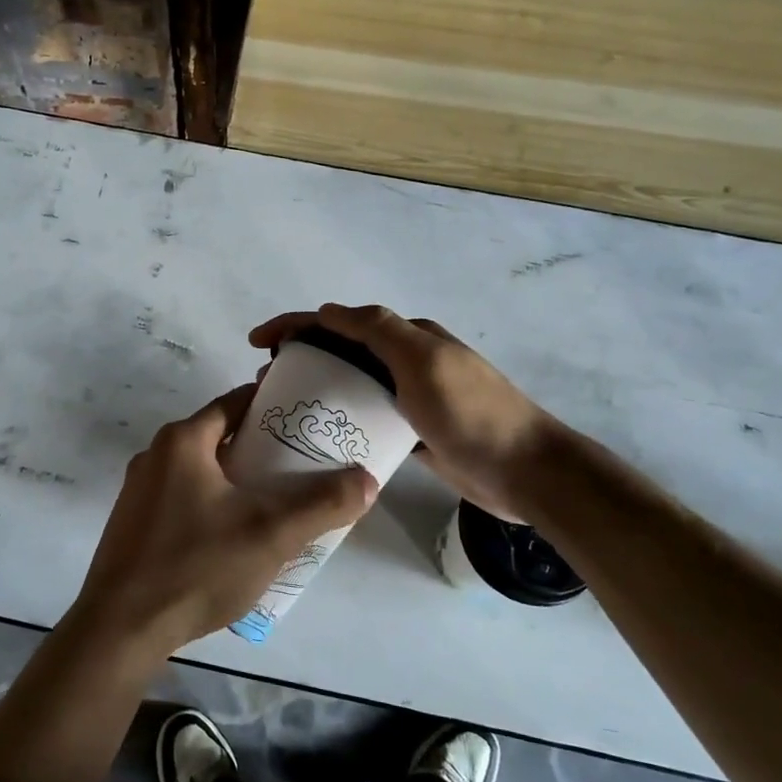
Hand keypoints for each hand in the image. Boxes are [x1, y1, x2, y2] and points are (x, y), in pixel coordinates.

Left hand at [70, 384, 377, 658]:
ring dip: (237, 478)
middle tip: (303, 465)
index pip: (236, 403)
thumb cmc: (196, 567)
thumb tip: (368, 479)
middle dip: (261, 447)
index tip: (308, 419)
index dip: (274, 406)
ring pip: (201, 470)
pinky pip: (183, 498)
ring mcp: (139, 491)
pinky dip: (213, 502)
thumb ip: (322, 505)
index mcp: (183, 441)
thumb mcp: (270, 535)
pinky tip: (236, 535)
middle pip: (219, 436)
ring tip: (277, 500)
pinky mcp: (133, 524)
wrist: (120, 629)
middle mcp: (156, 455)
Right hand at [249, 303, 561, 523]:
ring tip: (282, 410)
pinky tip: (319, 438)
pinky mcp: (412, 433)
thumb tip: (328, 310)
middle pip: (342, 352)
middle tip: (264, 383)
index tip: (257, 341)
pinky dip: (341, 422)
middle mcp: (407, 361)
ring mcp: (410, 398)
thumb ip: (378, 330)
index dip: (296, 325)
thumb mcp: (424, 360)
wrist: (524, 470)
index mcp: (408, 337)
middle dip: (300, 358)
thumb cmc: (471, 412)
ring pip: (351, 387)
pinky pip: (366, 419)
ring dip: (316, 390)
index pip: (341, 321)